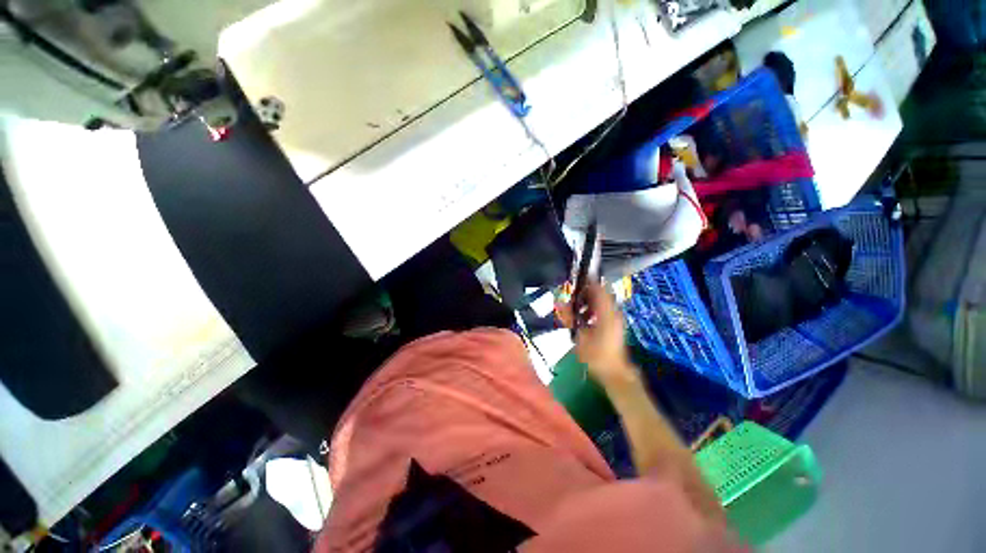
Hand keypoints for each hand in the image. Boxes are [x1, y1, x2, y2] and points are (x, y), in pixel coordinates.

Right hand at [558, 283, 635, 387]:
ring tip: (576, 309)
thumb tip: (559, 303)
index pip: (598, 288)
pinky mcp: (615, 324)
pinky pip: (603, 309)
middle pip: (600, 293)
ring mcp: (616, 318)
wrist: (614, 372)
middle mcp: (614, 312)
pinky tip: (583, 318)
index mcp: (606, 313)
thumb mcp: (579, 336)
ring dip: (588, 302)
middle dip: (584, 293)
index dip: (585, 283)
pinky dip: (592, 309)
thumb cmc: (596, 356)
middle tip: (571, 298)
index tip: (573, 283)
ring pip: (601, 301)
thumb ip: (569, 317)